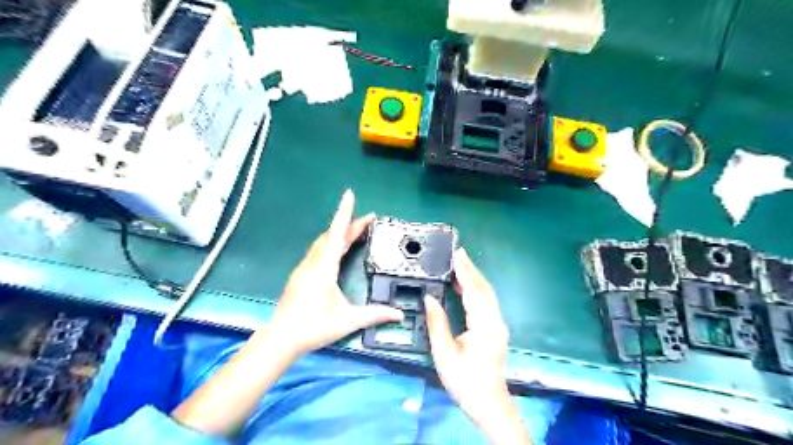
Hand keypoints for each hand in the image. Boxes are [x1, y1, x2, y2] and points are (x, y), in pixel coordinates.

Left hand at [264, 189, 402, 355]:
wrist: (281, 338)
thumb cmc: (314, 327)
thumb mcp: (348, 320)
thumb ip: (375, 314)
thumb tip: (399, 315)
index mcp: (324, 267)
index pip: (337, 233)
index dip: (344, 213)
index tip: (349, 194)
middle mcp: (313, 262)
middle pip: (332, 235)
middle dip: (350, 224)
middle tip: (368, 219)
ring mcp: (304, 267)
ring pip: (323, 242)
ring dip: (339, 233)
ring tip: (356, 231)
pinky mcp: (301, 274)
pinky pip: (318, 251)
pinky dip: (331, 243)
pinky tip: (337, 249)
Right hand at [425, 248, 528, 444]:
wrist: (489, 403)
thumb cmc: (465, 381)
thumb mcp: (444, 353)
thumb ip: (437, 323)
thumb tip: (429, 298)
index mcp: (484, 326)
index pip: (474, 291)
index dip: (465, 272)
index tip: (457, 255)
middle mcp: (495, 321)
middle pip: (484, 288)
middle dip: (471, 269)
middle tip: (458, 253)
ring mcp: (498, 325)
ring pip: (487, 294)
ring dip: (474, 277)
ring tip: (460, 264)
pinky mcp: (496, 329)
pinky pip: (487, 302)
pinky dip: (476, 289)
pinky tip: (465, 286)